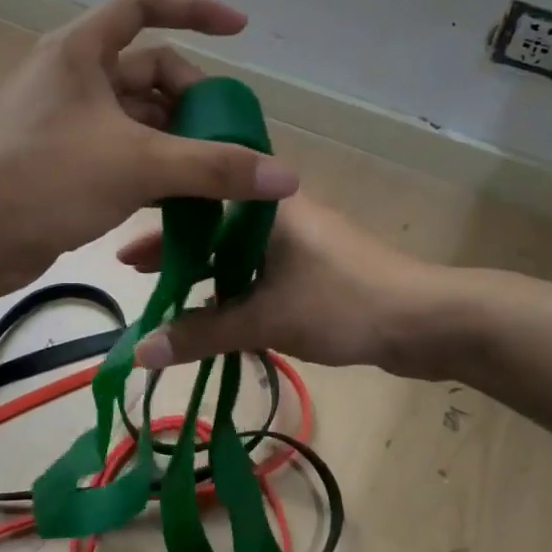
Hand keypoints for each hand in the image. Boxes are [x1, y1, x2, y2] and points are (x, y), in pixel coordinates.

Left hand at [0, 0, 299, 297]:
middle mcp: (73, 79)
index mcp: (81, 52)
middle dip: (194, 103)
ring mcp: (66, 123)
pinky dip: (154, 171)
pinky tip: (183, 202)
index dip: (195, 9)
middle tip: (231, 144)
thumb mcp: (136, 165)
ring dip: (178, 144)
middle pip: (150, 73)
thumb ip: (214, 168)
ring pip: (138, 120)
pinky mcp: (63, 163)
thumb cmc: (41, 178)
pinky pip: (122, 154)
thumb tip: (287, 178)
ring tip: (219, 178)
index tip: (240, 31)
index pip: (145, 5)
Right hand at [122, 195, 447, 373]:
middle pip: (211, 225)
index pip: (197, 198)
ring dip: (202, 270)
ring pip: (233, 250)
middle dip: (174, 248)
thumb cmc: (343, 303)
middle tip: (134, 271)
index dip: (157, 222)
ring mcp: (296, 238)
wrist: (426, 321)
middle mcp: (277, 213)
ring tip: (165, 293)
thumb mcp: (265, 318)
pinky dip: (230, 284)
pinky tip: (212, 308)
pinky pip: (256, 268)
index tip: (124, 248)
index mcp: (264, 205)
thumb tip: (140, 352)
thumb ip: (202, 333)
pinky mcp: (310, 265)